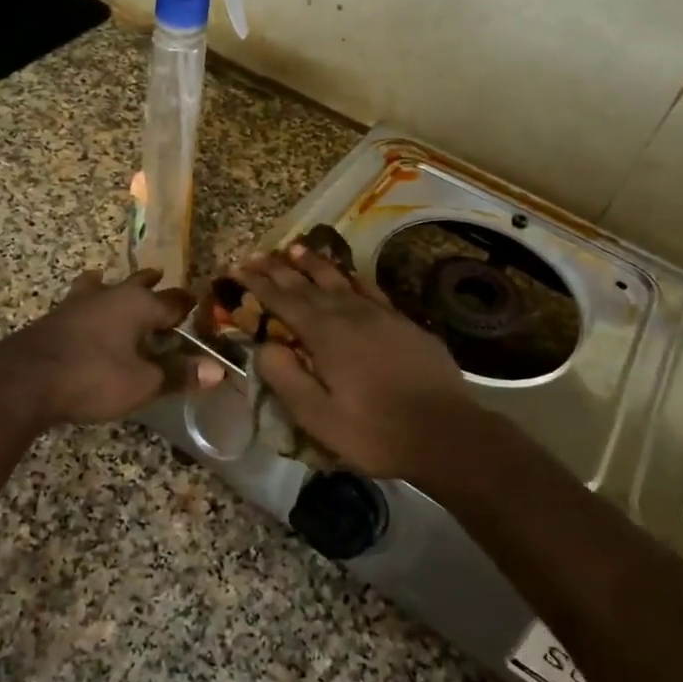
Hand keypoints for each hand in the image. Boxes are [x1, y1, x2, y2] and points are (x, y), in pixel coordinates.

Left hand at [0, 269, 223, 430]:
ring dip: (111, 285)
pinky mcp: (54, 319)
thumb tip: (219, 370)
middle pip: (136, 284)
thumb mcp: (142, 383)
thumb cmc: (92, 377)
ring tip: (107, 278)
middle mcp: (110, 296)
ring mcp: (78, 305)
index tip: (198, 300)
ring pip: (101, 287)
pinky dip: (88, 302)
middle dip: (150, 283)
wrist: (23, 380)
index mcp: (137, 305)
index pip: (172, 301)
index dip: (187, 304)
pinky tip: (80, 312)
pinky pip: (80, 303)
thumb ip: (179, 374)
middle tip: (158, 274)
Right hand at [231, 246, 476, 483]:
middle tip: (256, 254)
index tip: (236, 268)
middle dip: (278, 269)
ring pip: (339, 280)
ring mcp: (380, 315)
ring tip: (295, 249)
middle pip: (307, 284)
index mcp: (325, 335)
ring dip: (314, 264)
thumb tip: (263, 346)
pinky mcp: (403, 323)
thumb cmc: (375, 431)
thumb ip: (286, 379)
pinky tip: (348, 275)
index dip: (257, 284)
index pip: (283, 301)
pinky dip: (353, 278)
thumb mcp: (318, 417)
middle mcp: (350, 314)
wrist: (446, 432)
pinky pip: (370, 290)